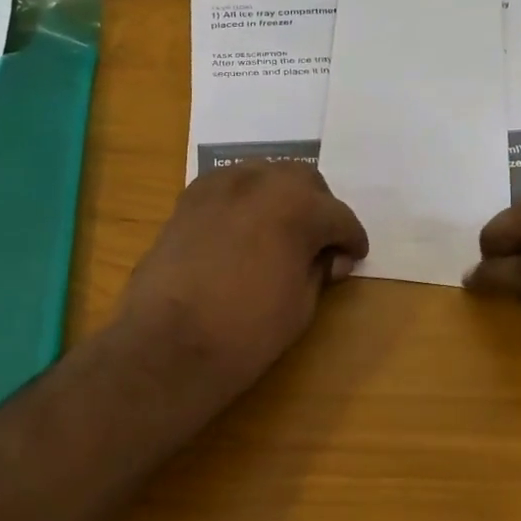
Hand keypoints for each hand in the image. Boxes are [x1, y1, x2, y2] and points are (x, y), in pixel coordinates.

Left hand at [114, 161, 368, 403]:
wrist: (167, 345)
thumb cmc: (245, 332)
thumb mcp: (301, 306)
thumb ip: (319, 269)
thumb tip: (325, 257)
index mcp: (297, 206)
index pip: (339, 216)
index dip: (351, 240)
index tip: (352, 259)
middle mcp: (260, 181)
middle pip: (304, 181)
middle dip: (318, 209)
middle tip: (319, 245)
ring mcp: (218, 186)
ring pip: (264, 176)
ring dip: (281, 199)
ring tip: (280, 234)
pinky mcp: (188, 200)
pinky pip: (229, 187)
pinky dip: (245, 201)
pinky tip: (243, 231)